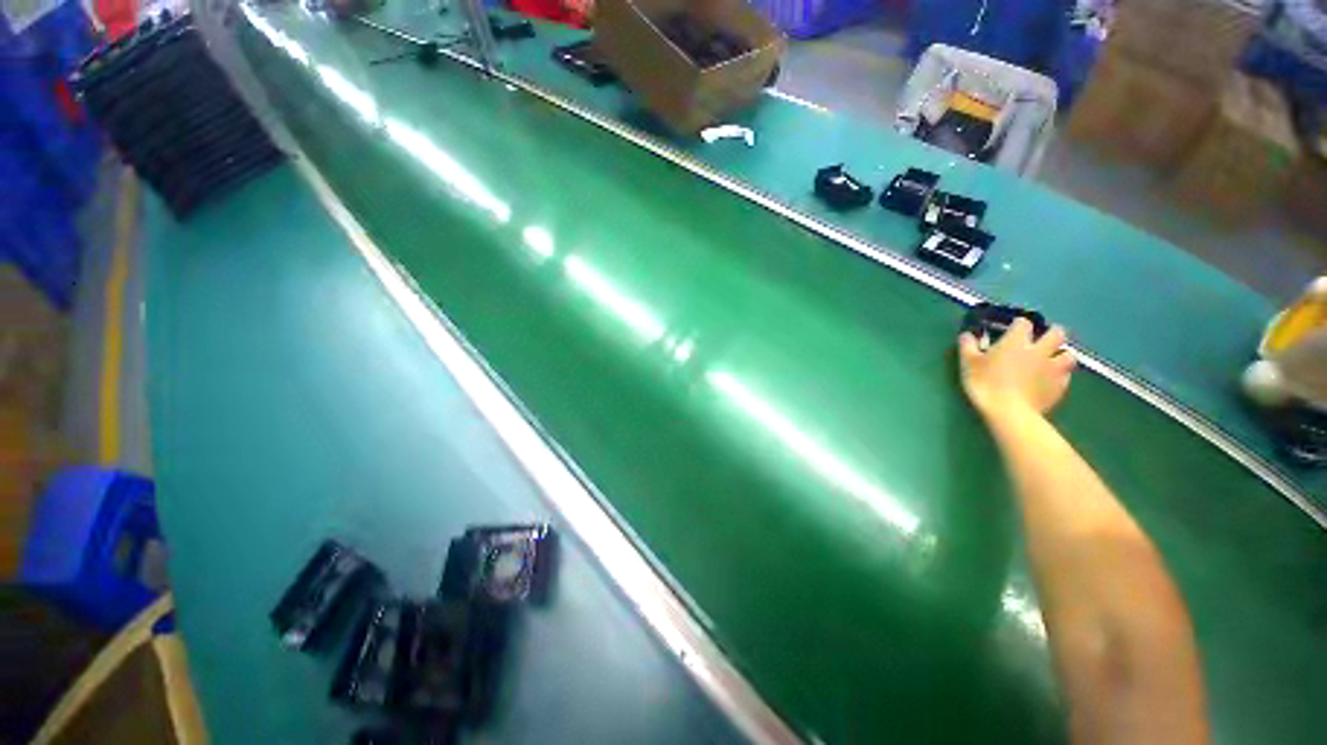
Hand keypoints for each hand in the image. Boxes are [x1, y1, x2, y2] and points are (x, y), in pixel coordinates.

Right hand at [958, 318, 1075, 419]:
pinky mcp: (1060, 386)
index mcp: (1017, 341)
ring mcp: (1053, 368)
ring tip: (1051, 360)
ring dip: (1061, 354)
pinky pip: (1066, 376)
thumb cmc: (985, 383)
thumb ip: (968, 346)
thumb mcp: (968, 363)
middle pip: (1057, 333)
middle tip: (1041, 341)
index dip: (1018, 325)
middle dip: (1051, 333)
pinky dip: (1060, 375)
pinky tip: (1049, 381)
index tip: (1011, 330)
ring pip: (1069, 354)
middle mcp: (1040, 350)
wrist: (1008, 412)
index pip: (1024, 323)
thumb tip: (967, 334)